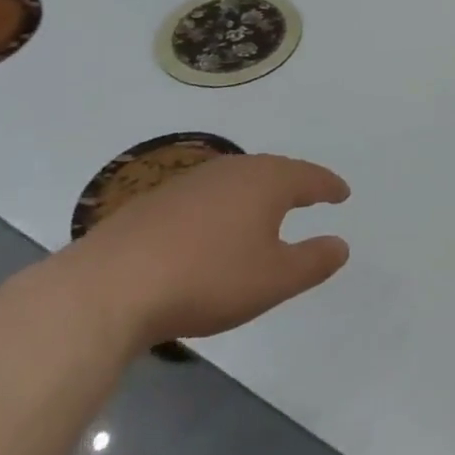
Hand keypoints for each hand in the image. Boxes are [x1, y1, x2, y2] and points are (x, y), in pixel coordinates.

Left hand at [62, 154, 350, 350]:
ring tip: (267, 210)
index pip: (309, 177)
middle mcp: (232, 170)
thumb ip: (313, 261)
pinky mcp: (158, 199)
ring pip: (238, 180)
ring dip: (258, 193)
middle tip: (310, 195)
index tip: (342, 194)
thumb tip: (341, 244)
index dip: (328, 186)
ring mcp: (192, 181)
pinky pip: (208, 195)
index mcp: (266, 182)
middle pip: (273, 170)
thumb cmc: (208, 278)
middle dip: (295, 183)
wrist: (112, 284)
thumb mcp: (274, 279)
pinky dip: (225, 205)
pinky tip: (216, 227)